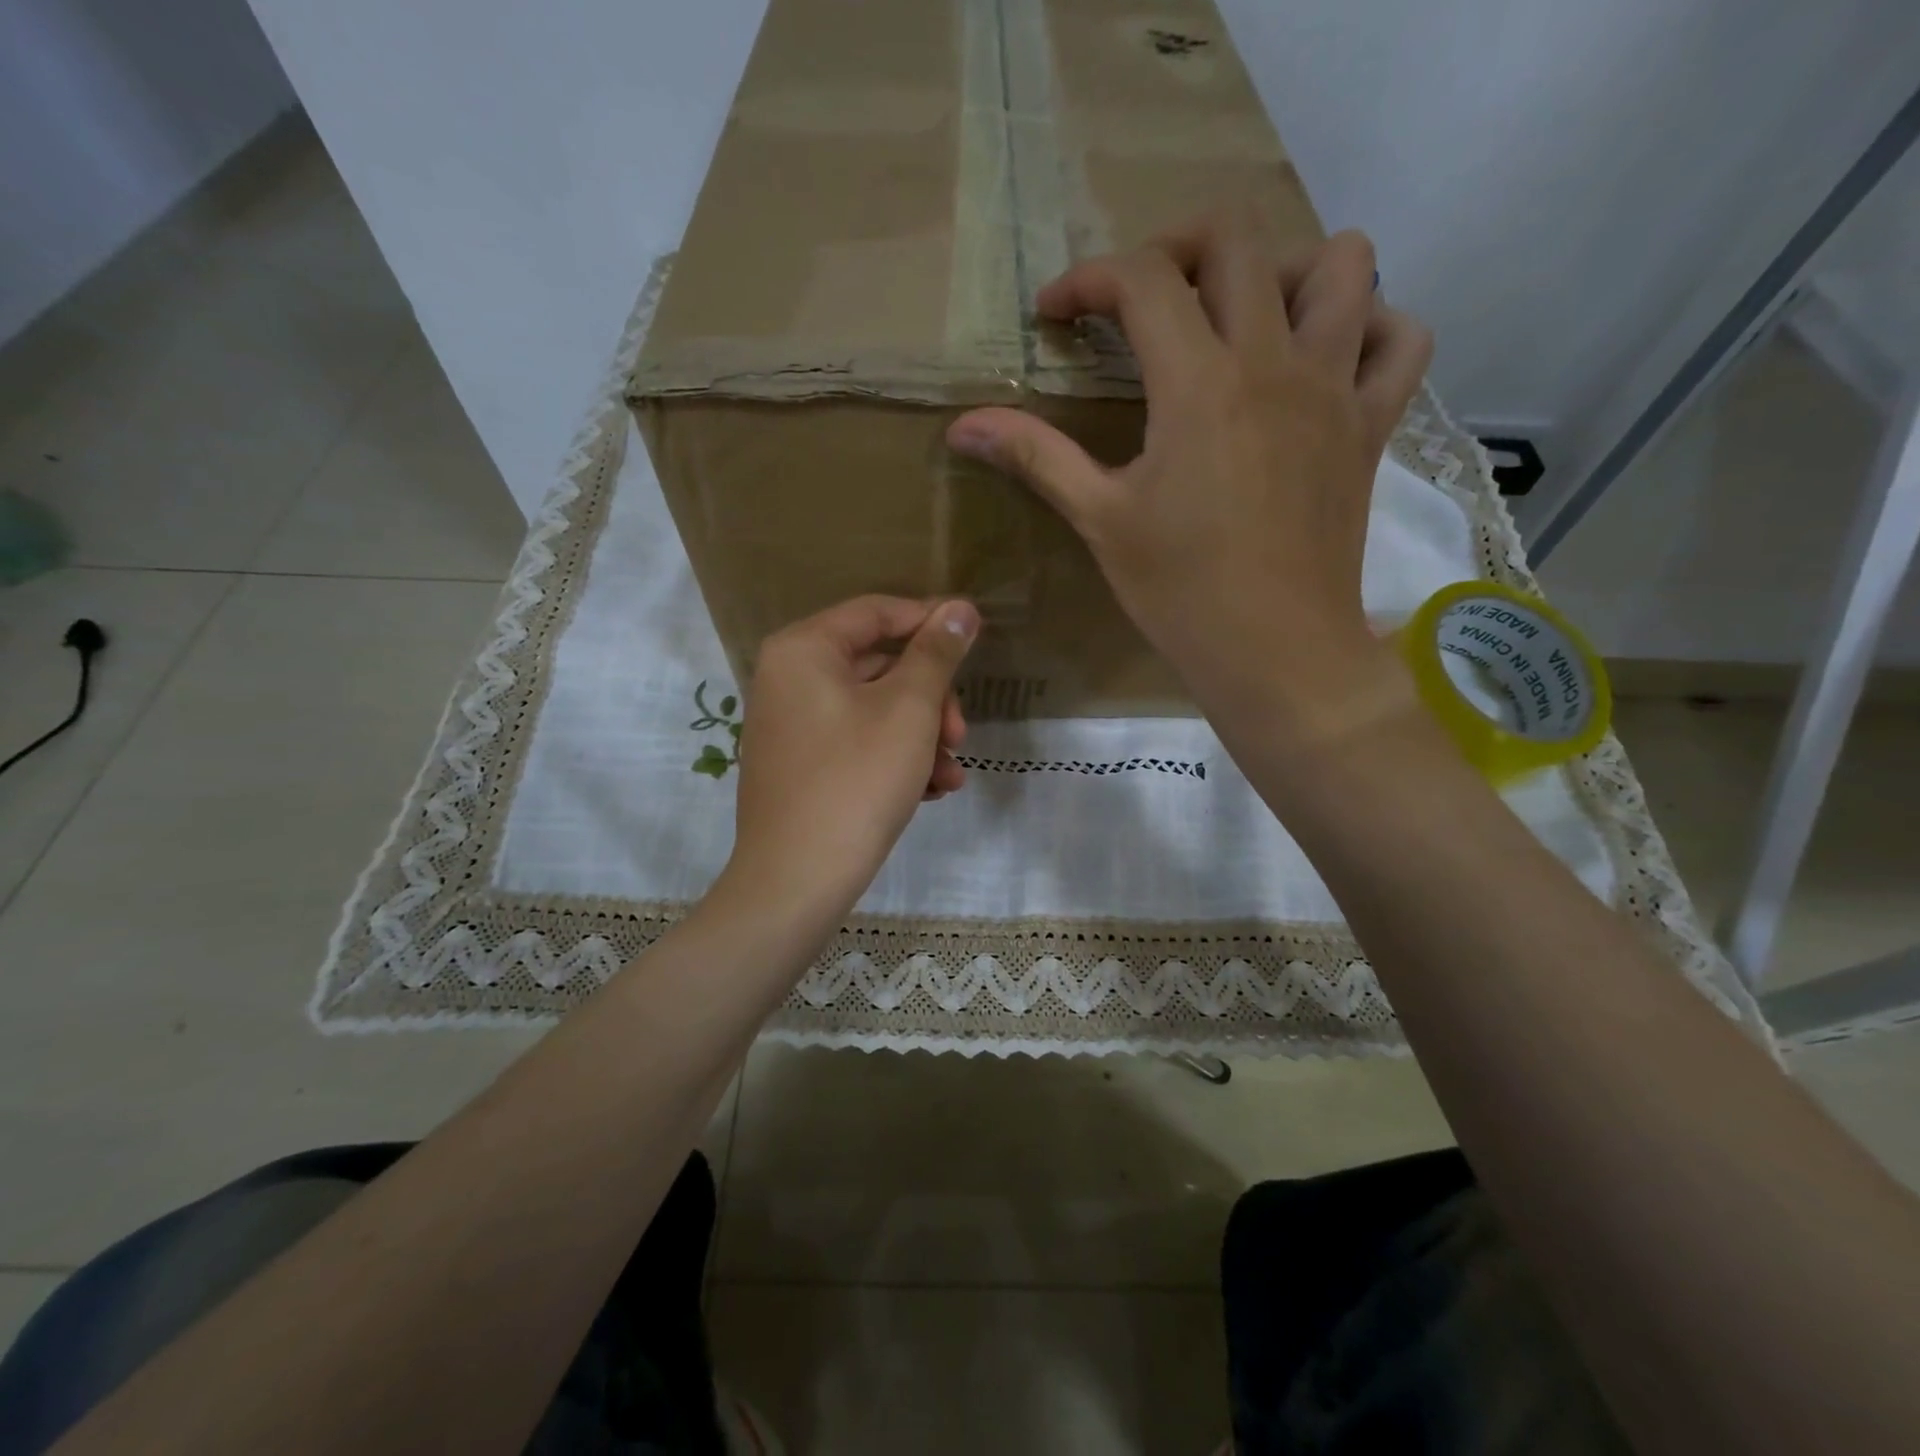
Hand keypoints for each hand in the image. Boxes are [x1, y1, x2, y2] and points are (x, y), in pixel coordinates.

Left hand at [721, 595, 979, 922]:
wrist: (797, 881)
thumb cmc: (856, 780)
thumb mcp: (909, 710)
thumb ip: (937, 653)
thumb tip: (960, 608)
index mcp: (804, 650)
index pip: (877, 612)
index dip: (931, 621)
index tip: (975, 640)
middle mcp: (788, 678)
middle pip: (878, 666)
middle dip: (930, 699)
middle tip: (960, 734)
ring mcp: (790, 725)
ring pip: (873, 710)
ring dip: (921, 736)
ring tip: (951, 775)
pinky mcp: (798, 766)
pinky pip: (855, 743)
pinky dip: (894, 758)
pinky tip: (930, 791)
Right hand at [945, 215, 1431, 743]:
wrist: (1275, 652)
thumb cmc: (1180, 592)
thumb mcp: (1100, 520)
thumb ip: (1036, 456)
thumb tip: (961, 424)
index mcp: (1199, 383)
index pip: (1141, 280)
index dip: (1088, 281)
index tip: (1057, 316)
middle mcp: (1274, 361)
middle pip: (1235, 240)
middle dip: (1174, 248)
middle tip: (1140, 300)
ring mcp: (1335, 388)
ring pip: (1341, 264)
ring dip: (1285, 268)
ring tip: (1243, 317)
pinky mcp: (1370, 425)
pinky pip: (1402, 339)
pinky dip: (1371, 326)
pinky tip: (1328, 357)